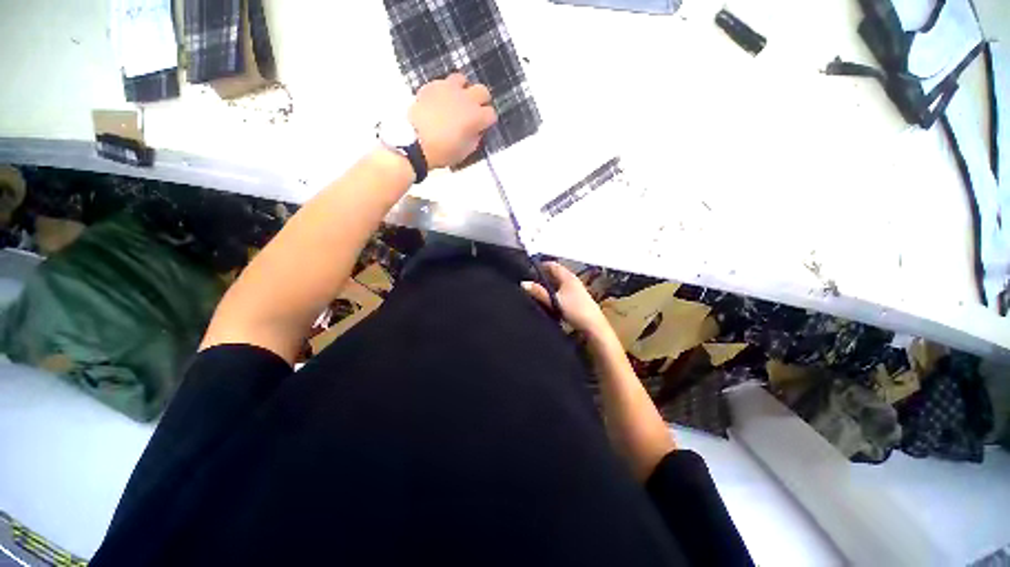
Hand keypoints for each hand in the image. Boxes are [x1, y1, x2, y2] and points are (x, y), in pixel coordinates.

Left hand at [409, 73, 497, 168]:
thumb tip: (477, 130)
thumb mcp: (465, 151)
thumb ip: (475, 138)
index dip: (488, 121)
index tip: (483, 126)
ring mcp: (448, 89)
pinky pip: (444, 82)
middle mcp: (466, 99)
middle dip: (482, 101)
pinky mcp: (432, 86)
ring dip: (464, 90)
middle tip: (475, 111)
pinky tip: (442, 101)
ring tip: (458, 100)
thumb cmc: (443, 151)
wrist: (415, 142)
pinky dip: (446, 90)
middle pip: (482, 91)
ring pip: (463, 80)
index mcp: (475, 117)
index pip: (491, 114)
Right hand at [522, 262, 609, 334]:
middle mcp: (572, 281)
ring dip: (548, 287)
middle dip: (543, 277)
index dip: (541, 265)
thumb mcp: (554, 300)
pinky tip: (549, 303)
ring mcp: (576, 290)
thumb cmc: (575, 310)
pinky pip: (561, 293)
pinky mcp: (576, 300)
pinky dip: (554, 295)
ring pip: (558, 285)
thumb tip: (524, 283)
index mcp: (568, 277)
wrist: (593, 326)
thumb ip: (539, 292)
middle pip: (555, 275)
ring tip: (537, 293)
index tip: (529, 270)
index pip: (552, 265)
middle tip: (530, 283)